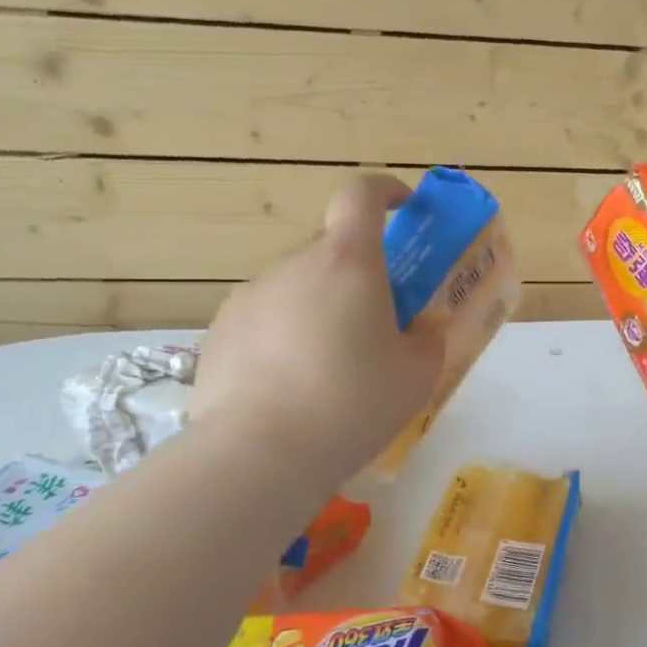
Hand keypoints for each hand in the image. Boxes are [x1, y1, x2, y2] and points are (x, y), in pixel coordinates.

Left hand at [190, 174, 444, 472]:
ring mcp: (249, 297)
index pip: (362, 195)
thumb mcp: (418, 373)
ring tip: (329, 369)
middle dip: (358, 276)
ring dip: (319, 310)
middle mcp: (294, 266)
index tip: (404, 208)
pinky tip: (289, 389)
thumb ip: (428, 337)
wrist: (260, 454)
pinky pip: (264, 320)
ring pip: (297, 289)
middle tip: (376, 325)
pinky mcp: (218, 333)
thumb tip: (420, 327)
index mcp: (348, 263)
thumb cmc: (354, 402)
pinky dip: (283, 338)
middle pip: (332, 252)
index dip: (386, 192)